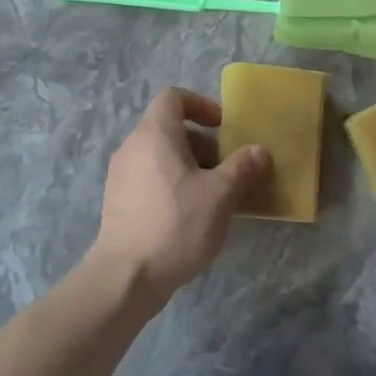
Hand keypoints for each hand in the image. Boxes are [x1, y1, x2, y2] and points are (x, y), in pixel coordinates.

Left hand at [92, 87, 268, 298]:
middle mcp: (132, 146)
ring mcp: (120, 175)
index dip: (200, 105)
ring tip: (212, 194)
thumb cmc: (177, 224)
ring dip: (188, 165)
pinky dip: (171, 183)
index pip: (173, 97)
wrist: (126, 277)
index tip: (222, 127)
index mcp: (154, 134)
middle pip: (168, 127)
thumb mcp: (220, 194)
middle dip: (201, 142)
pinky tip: (190, 214)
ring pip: (159, 154)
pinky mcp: (117, 202)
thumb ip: (242, 168)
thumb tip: (258, 151)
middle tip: (225, 167)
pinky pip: (148, 177)